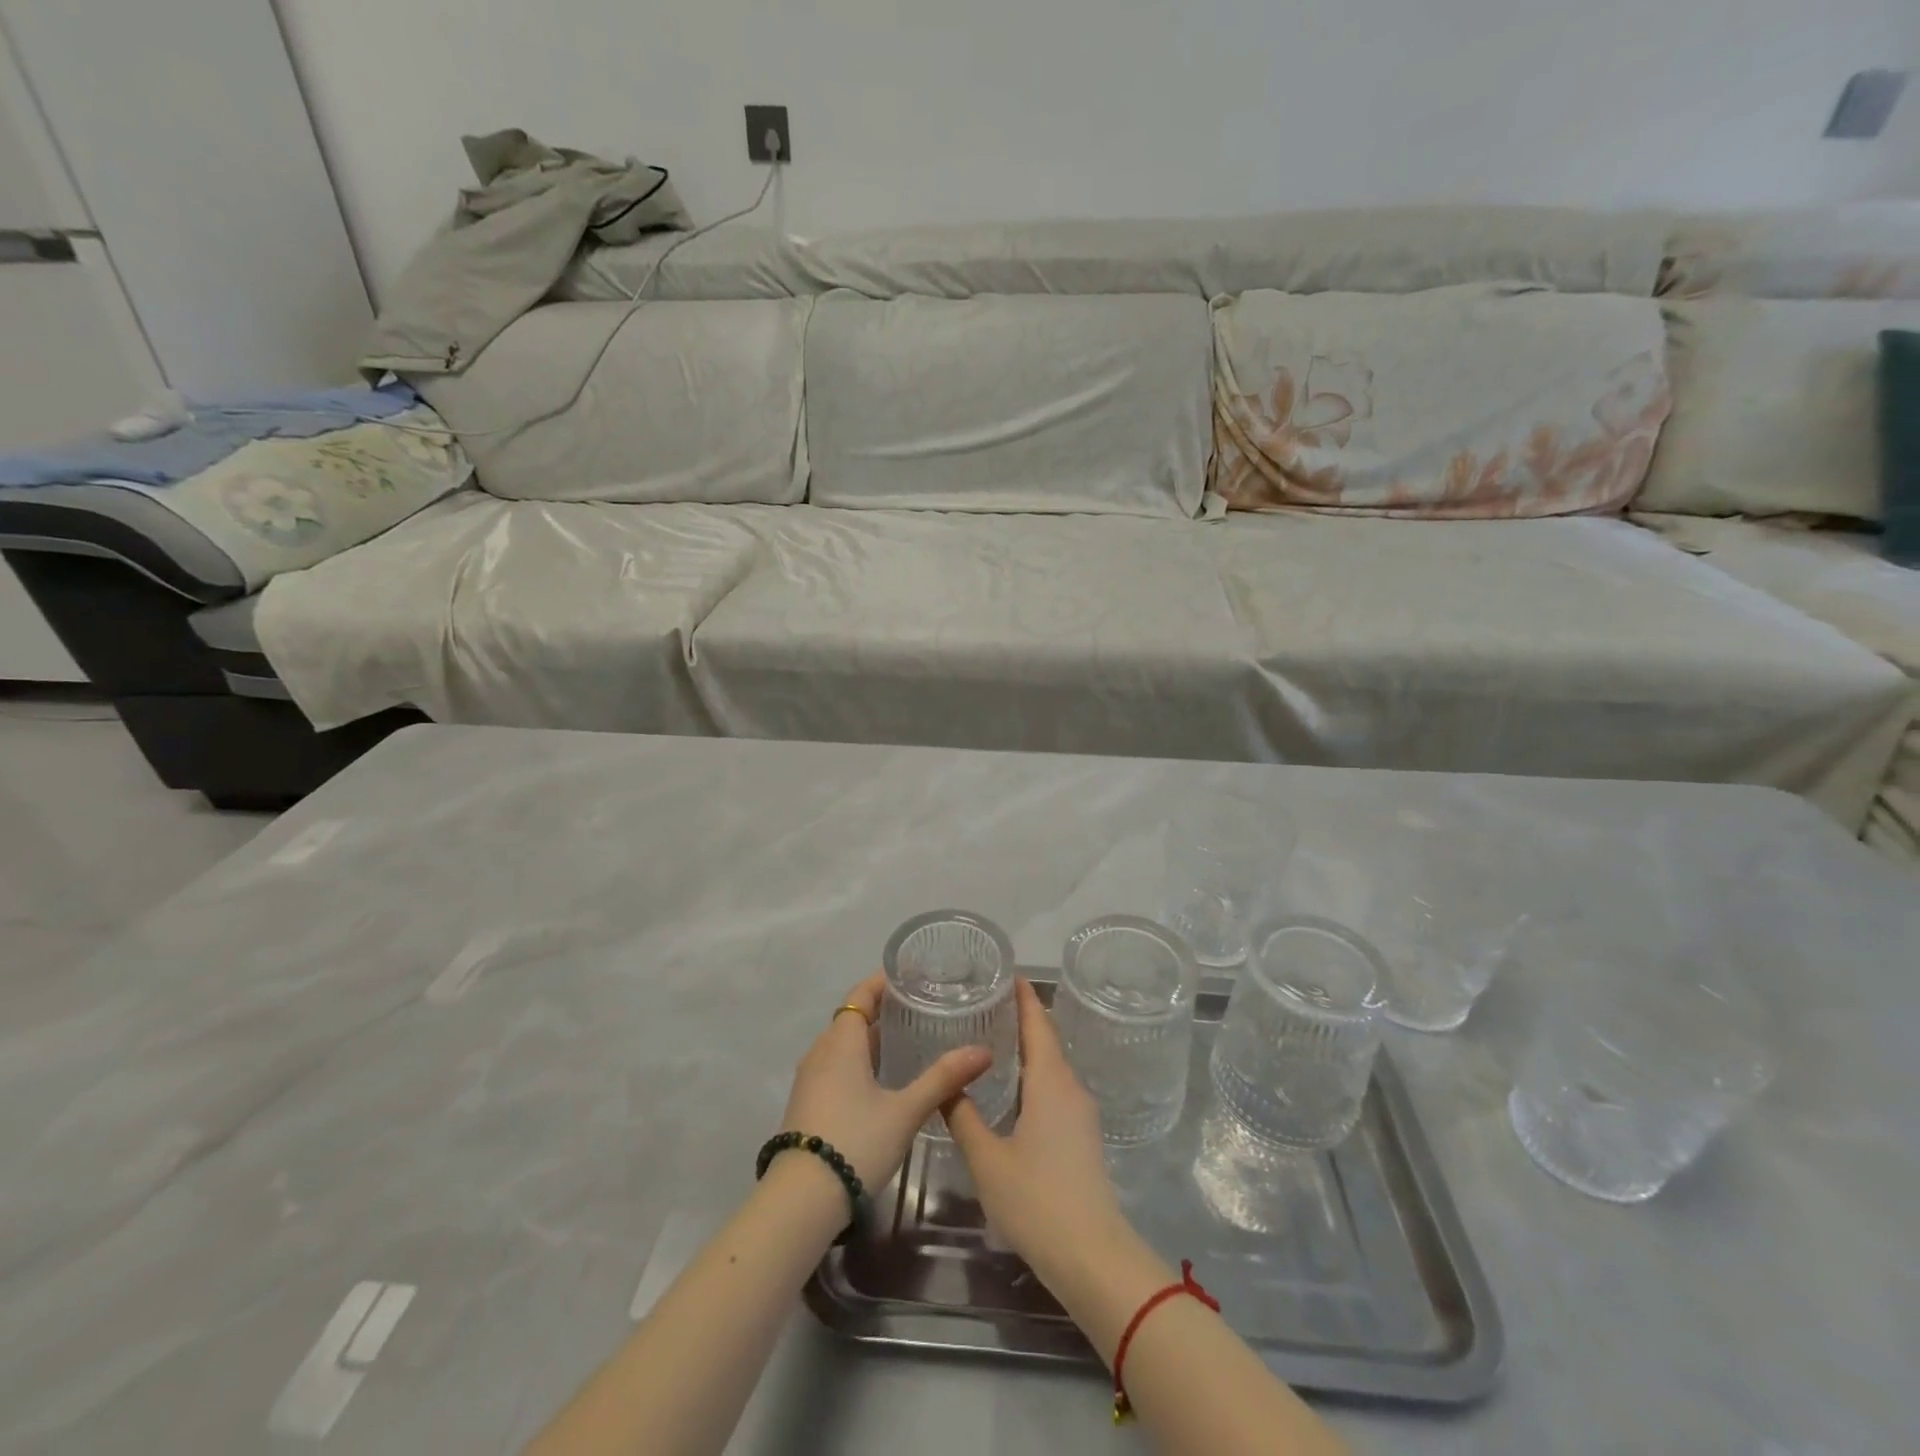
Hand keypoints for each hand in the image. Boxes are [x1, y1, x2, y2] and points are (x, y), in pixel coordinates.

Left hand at [777, 973, 991, 1191]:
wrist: (800, 1201)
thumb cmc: (856, 1141)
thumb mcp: (906, 1110)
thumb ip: (943, 1078)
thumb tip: (983, 1051)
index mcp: (842, 1041)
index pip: (861, 993)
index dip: (884, 981)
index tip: (913, 975)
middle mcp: (821, 1051)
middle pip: (853, 1017)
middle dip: (883, 1008)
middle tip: (921, 1007)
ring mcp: (810, 1079)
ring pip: (843, 1043)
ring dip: (871, 1037)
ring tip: (908, 1039)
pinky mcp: (808, 1103)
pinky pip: (836, 1065)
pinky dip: (859, 1060)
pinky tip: (883, 1078)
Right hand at [945, 978, 1127, 1283]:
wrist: (1092, 1256)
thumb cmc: (1037, 1199)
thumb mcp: (987, 1158)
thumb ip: (963, 1116)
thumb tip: (946, 1083)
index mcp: (1050, 1081)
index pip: (1037, 1022)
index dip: (1023, 995)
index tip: (1005, 971)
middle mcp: (1070, 1087)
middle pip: (1046, 1039)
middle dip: (1021, 1018)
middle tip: (986, 1001)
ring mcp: (1080, 1113)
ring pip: (1051, 1066)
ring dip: (1027, 1048)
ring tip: (992, 1036)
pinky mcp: (1082, 1136)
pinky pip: (1055, 1088)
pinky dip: (1033, 1074)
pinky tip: (1011, 1087)